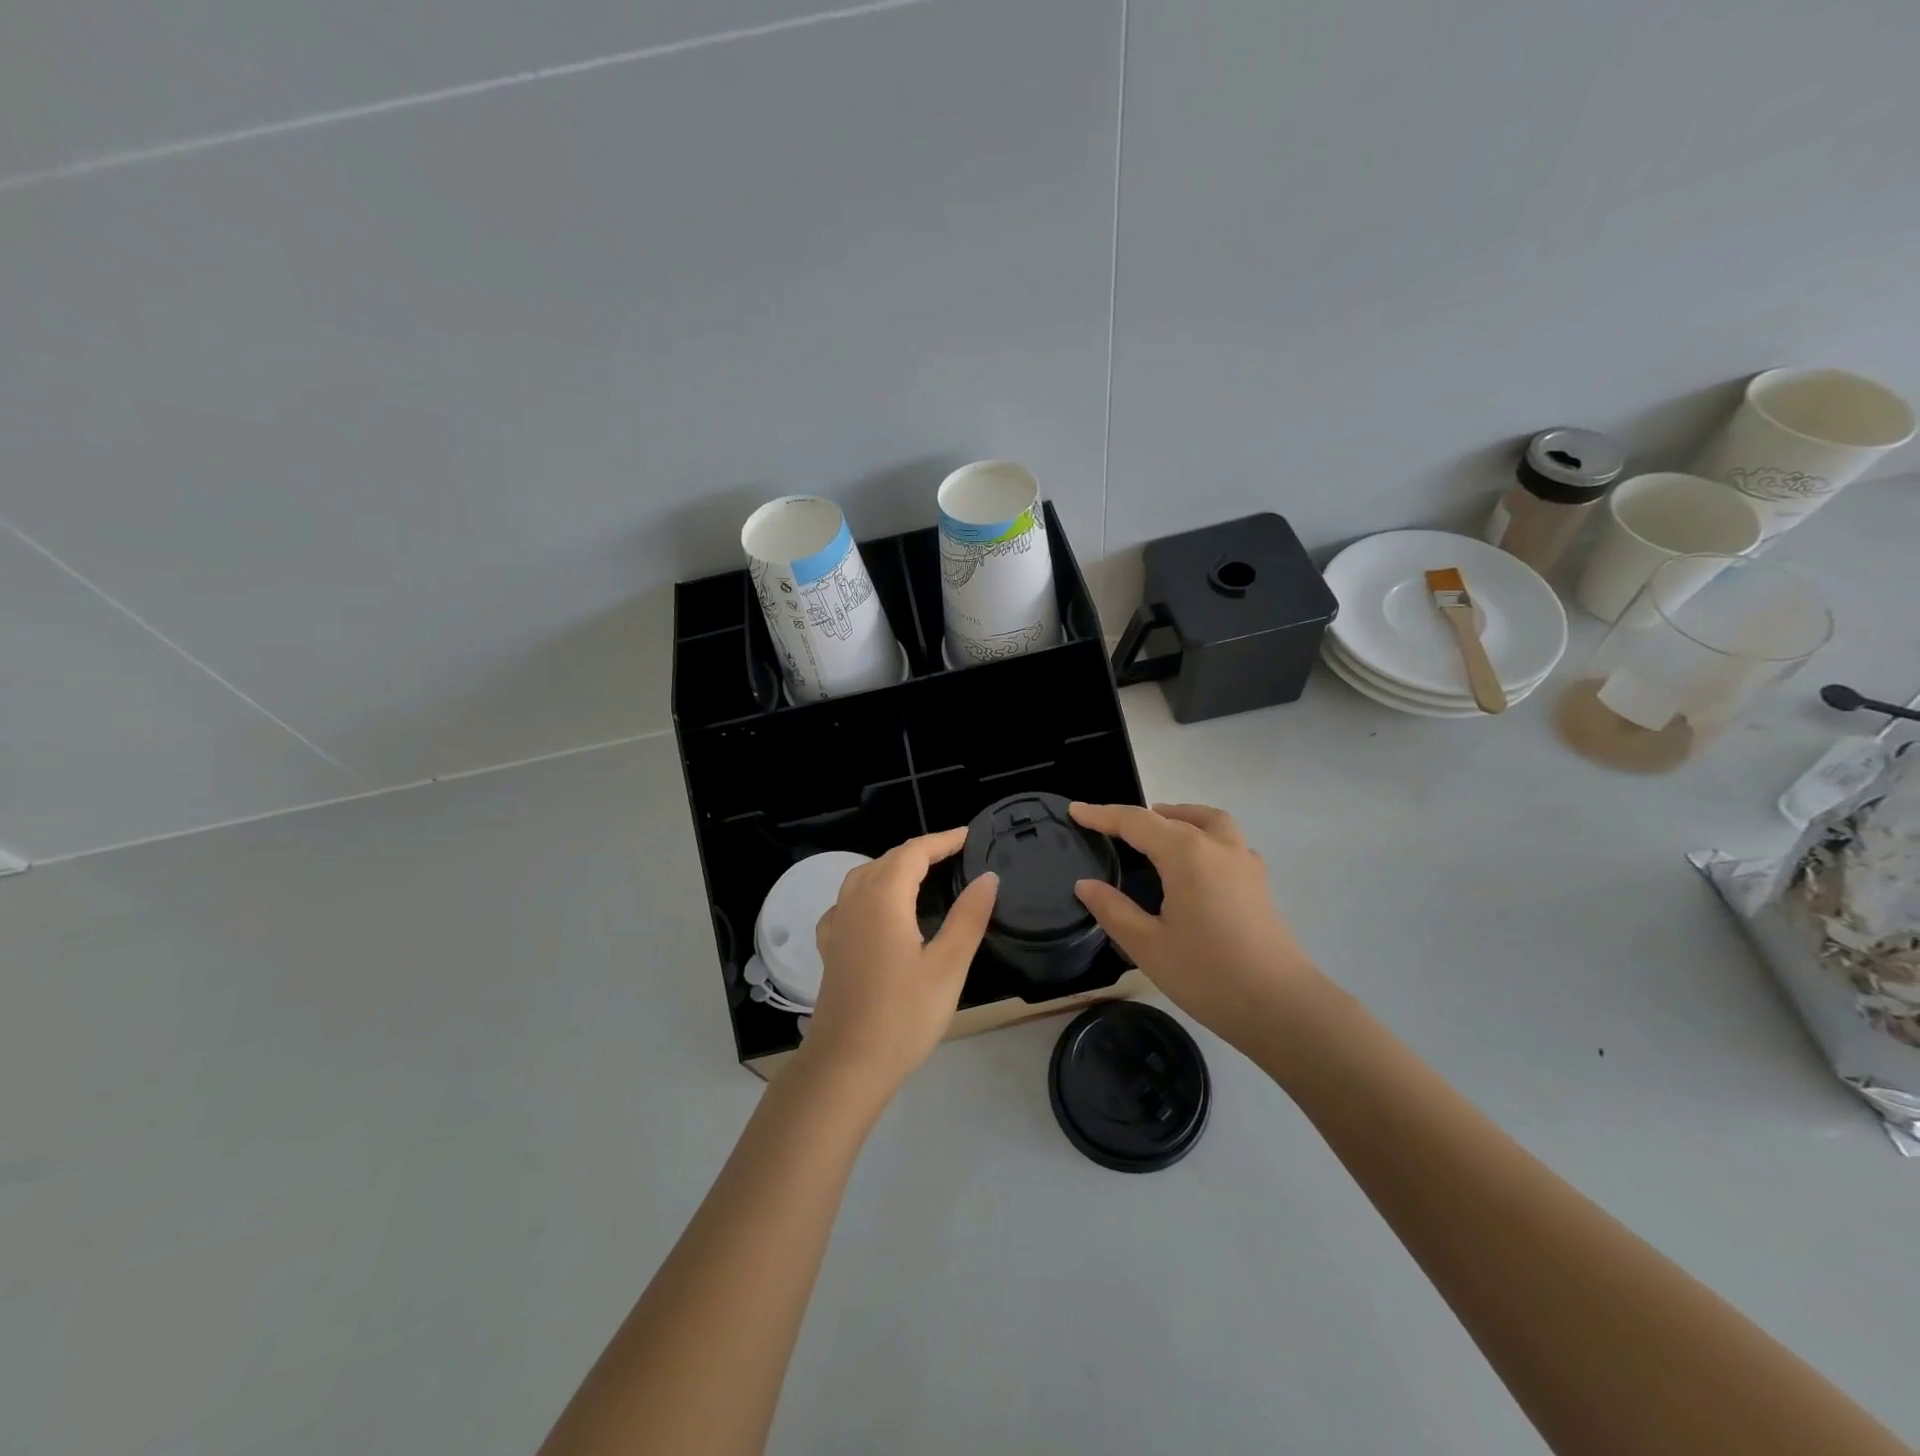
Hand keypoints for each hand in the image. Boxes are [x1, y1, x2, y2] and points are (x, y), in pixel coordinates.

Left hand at [801, 828, 997, 1099]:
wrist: (845, 1065)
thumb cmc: (903, 1015)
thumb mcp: (948, 966)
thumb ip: (969, 917)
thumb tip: (988, 877)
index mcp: (884, 898)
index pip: (914, 852)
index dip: (942, 840)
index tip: (970, 836)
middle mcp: (855, 901)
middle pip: (888, 859)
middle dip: (921, 851)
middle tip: (955, 854)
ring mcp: (837, 925)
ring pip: (864, 877)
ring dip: (893, 867)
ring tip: (922, 875)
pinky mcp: (830, 948)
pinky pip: (848, 902)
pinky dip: (869, 892)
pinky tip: (877, 910)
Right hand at [1069, 802, 1322, 1048]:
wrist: (1283, 1008)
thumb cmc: (1208, 975)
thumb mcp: (1148, 945)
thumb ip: (1113, 910)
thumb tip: (1086, 884)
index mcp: (1186, 854)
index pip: (1136, 822)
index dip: (1102, 814)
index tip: (1075, 810)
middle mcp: (1218, 847)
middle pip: (1175, 816)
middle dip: (1142, 815)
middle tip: (1114, 827)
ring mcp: (1245, 863)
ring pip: (1211, 821)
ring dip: (1182, 817)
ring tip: (1159, 831)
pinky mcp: (1259, 884)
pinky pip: (1227, 842)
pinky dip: (1204, 837)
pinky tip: (1195, 867)